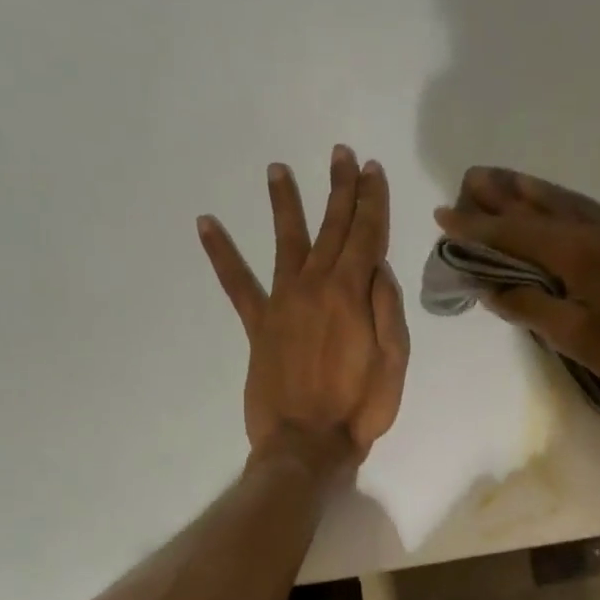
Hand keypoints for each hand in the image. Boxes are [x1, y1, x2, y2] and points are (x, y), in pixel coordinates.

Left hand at [199, 146, 408, 471]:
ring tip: (278, 169)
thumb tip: (379, 268)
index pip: (366, 236)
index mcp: (351, 294)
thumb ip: (387, 309)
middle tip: (341, 155)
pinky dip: (221, 254)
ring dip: (285, 204)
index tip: (372, 170)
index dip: (371, 201)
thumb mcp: (394, 362)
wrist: (308, 444)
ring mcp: (282, 303)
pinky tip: (206, 224)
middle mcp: (315, 287)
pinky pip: (237, 284)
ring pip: (285, 242)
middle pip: (330, 228)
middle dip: (339, 190)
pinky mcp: (258, 325)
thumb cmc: (361, 408)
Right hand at [433, 167, 599, 404]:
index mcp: (576, 254)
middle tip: (468, 182)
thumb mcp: (574, 337)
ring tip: (501, 181)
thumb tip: (490, 288)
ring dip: (527, 195)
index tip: (443, 215)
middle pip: (537, 210)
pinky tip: (550, 204)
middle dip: (500, 199)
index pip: (515, 234)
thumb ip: (530, 307)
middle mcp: (593, 234)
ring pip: (562, 207)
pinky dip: (556, 205)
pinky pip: (582, 215)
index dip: (476, 228)